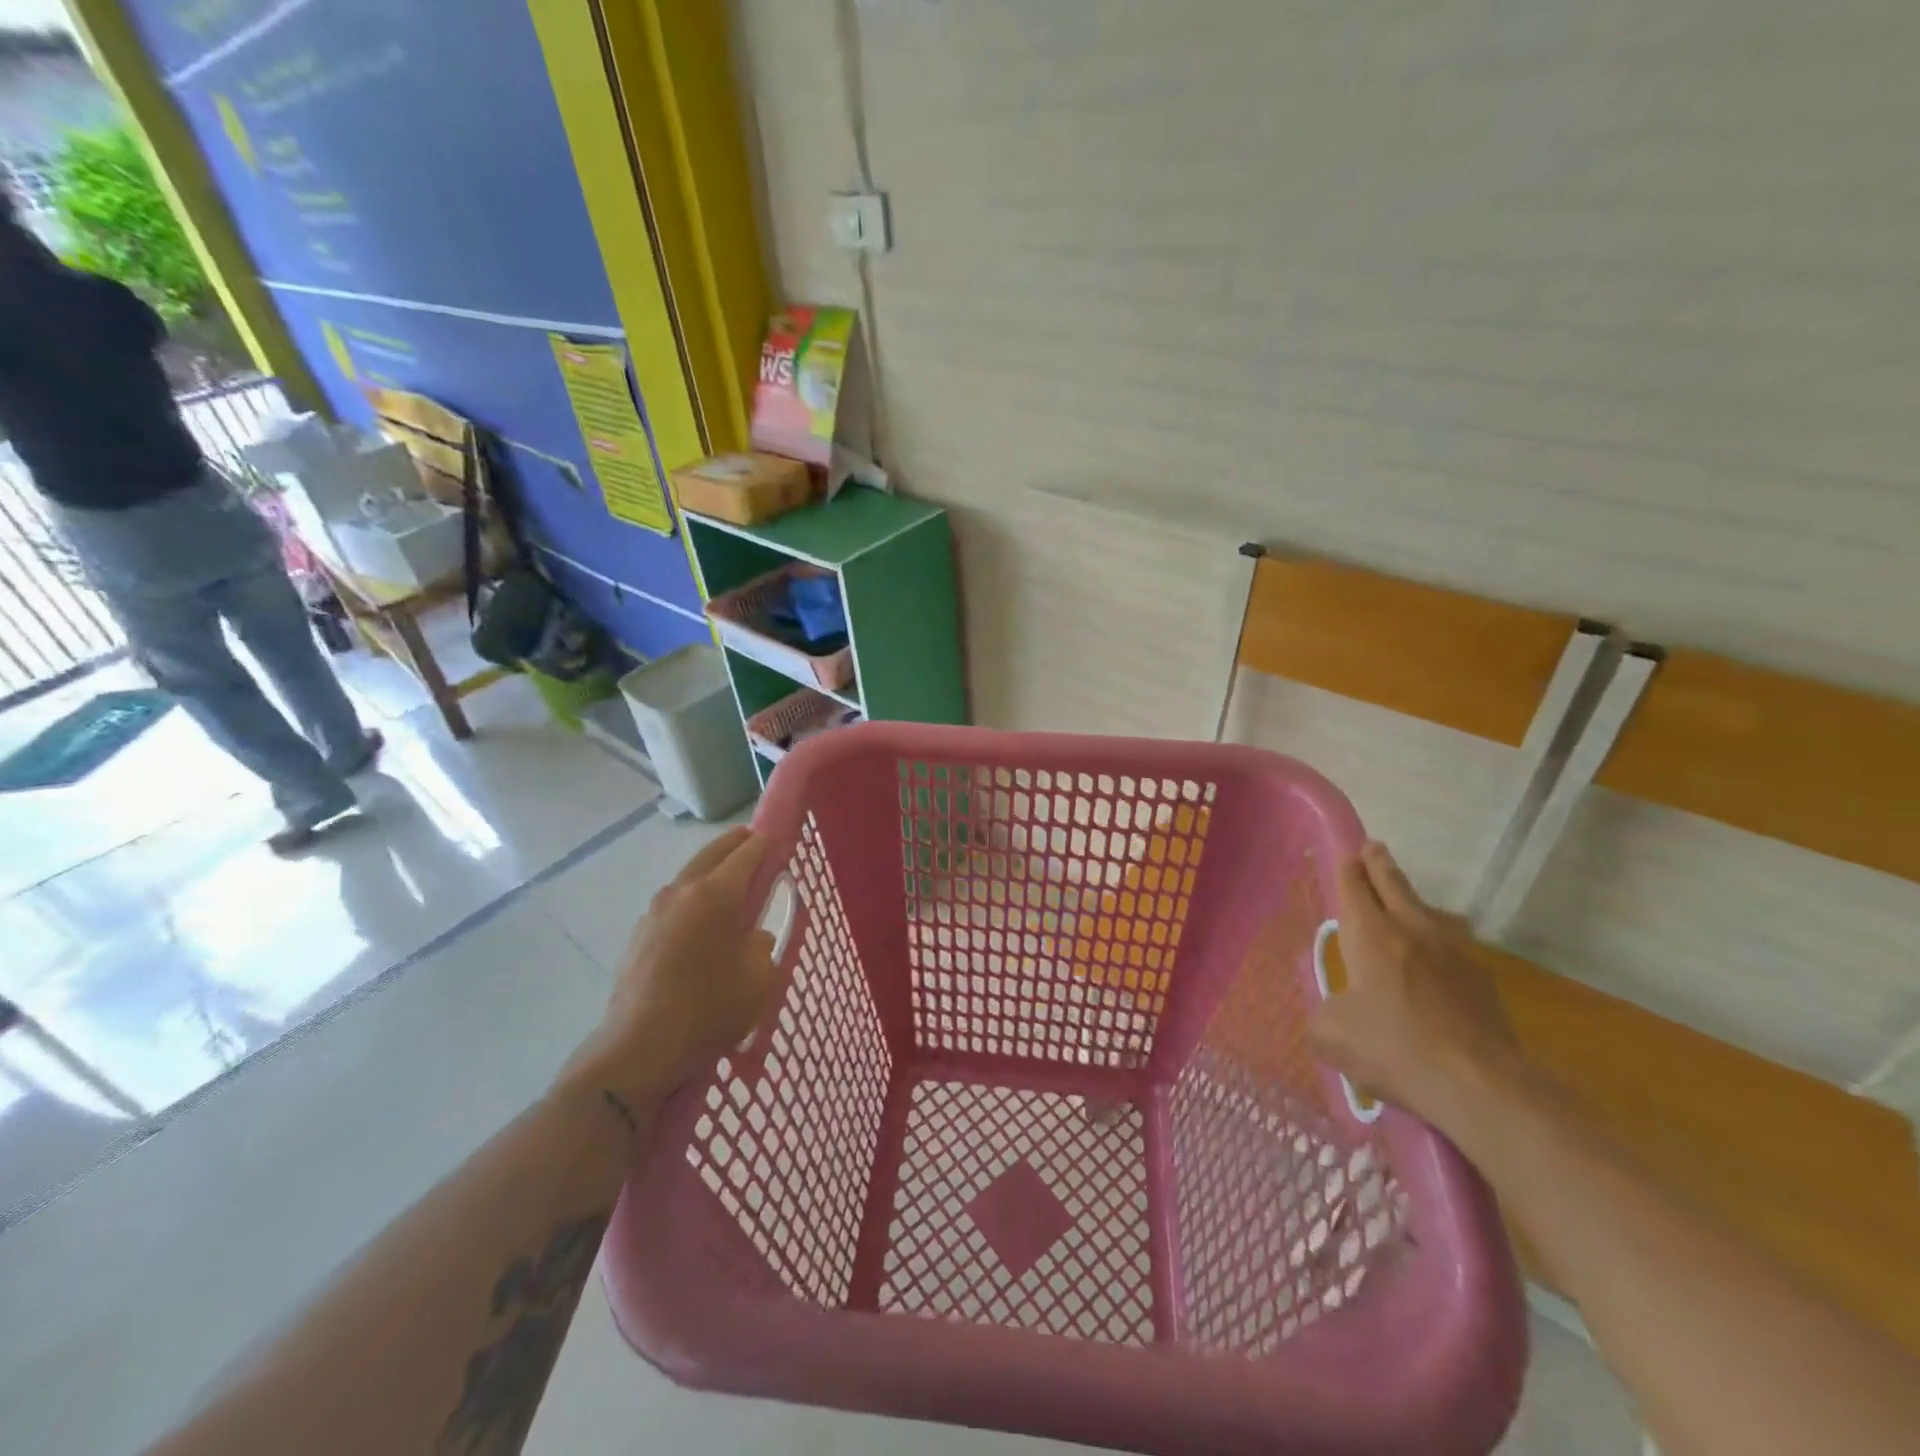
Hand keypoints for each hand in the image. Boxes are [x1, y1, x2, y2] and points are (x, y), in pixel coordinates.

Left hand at [568, 828, 781, 1108]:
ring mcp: (655, 911)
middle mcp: (682, 891)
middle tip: (754, 842)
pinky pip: (673, 902)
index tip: (780, 842)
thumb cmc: (710, 1009)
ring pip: (689, 875)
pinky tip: (700, 919)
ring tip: (729, 881)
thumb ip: (762, 944)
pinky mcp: (639, 935)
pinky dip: (692, 896)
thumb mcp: (759, 977)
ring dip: (710, 869)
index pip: (747, 854)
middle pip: (712, 853)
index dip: (766, 845)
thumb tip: (752, 935)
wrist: (641, 1048)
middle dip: (736, 843)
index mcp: (716, 894)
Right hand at [1307, 842, 1522, 1128]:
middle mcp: (1412, 930)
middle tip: (1374, 847)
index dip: (1347, 868)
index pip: (1354, 886)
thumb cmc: (1392, 1047)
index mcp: (1370, 933)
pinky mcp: (1482, 981)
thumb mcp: (1330, 1035)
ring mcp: (1454, 953)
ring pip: (1429, 913)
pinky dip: (1438, 948)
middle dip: (1380, 864)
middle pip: (1394, 884)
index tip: (1346, 854)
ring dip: (1413, 903)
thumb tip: (1331, 1014)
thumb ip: (1322, 1015)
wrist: (1479, 1084)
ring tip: (1405, 905)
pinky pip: (1453, 950)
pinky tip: (1435, 966)